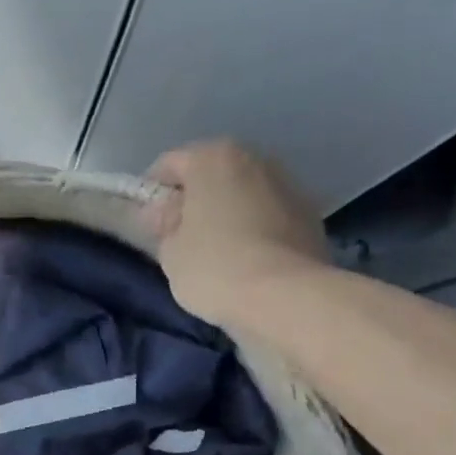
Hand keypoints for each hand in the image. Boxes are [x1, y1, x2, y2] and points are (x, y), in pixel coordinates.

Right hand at [145, 140, 329, 329]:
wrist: (285, 296)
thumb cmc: (215, 268)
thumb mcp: (170, 252)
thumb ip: (164, 226)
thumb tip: (166, 213)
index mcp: (213, 158)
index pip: (169, 164)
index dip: (151, 193)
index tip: (146, 223)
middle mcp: (254, 158)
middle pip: (212, 174)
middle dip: (194, 200)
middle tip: (179, 238)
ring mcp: (288, 184)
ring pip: (243, 193)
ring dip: (227, 213)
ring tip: (216, 252)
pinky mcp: (309, 215)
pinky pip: (268, 216)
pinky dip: (254, 229)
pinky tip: (247, 260)